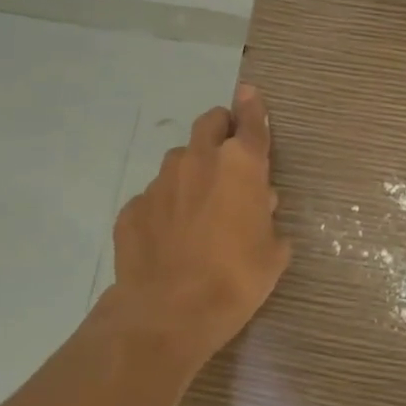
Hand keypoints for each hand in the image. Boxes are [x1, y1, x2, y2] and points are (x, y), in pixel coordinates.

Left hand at [103, 84, 290, 364]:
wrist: (168, 314)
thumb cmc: (235, 280)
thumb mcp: (272, 254)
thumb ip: (269, 221)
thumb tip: (262, 205)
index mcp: (240, 166)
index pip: (251, 122)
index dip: (253, 106)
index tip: (250, 91)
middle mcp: (199, 161)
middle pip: (209, 124)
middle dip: (220, 128)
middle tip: (228, 151)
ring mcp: (160, 182)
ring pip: (180, 160)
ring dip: (193, 171)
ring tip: (199, 206)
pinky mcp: (132, 208)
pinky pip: (154, 197)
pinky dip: (166, 206)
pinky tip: (170, 236)